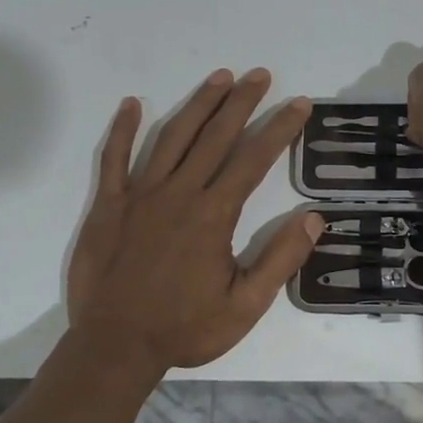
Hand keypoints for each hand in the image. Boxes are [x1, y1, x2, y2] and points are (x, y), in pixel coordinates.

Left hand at [67, 68, 323, 377]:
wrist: (115, 347)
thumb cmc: (184, 328)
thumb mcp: (245, 306)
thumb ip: (280, 260)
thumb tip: (314, 218)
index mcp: (213, 215)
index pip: (254, 159)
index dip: (279, 128)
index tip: (298, 104)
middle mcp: (179, 193)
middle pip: (215, 136)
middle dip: (241, 102)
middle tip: (260, 74)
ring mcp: (139, 194)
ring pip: (171, 137)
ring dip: (198, 104)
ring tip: (219, 77)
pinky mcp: (108, 204)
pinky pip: (113, 158)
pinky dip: (122, 129)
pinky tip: (132, 103)